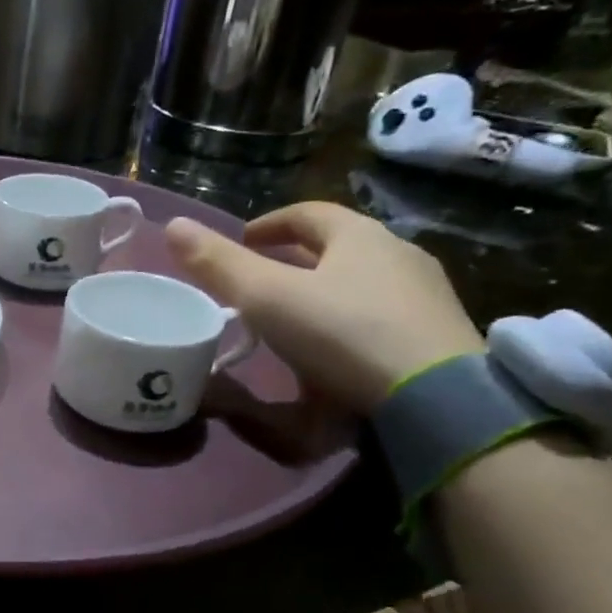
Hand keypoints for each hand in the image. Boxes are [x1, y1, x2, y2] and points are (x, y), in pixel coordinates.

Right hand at [166, 202, 482, 411]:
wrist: (437, 398)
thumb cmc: (343, 333)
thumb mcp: (267, 298)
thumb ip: (219, 265)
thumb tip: (173, 225)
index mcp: (359, 236)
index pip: (308, 214)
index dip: (269, 224)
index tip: (243, 241)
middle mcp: (399, 255)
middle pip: (337, 247)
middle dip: (295, 260)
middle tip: (260, 282)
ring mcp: (425, 297)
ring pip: (362, 283)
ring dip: (325, 292)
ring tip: (293, 319)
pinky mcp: (438, 338)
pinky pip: (382, 318)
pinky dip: (350, 323)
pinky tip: (334, 354)